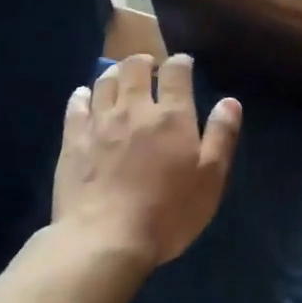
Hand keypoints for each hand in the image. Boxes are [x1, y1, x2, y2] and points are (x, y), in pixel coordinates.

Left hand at [53, 54, 240, 267]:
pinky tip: (85, 96)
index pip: (176, 72)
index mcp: (172, 116)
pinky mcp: (72, 141)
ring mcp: (98, 123)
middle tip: (151, 68)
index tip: (184, 64)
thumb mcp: (210, 179)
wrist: (105, 240)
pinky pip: (76, 105)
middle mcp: (134, 109)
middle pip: (135, 68)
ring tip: (121, 77)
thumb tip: (230, 101)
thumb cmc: (168, 213)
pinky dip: (83, 95)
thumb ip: (221, 136)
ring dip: (115, 73)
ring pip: (104, 82)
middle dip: (145, 62)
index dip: (181, 63)